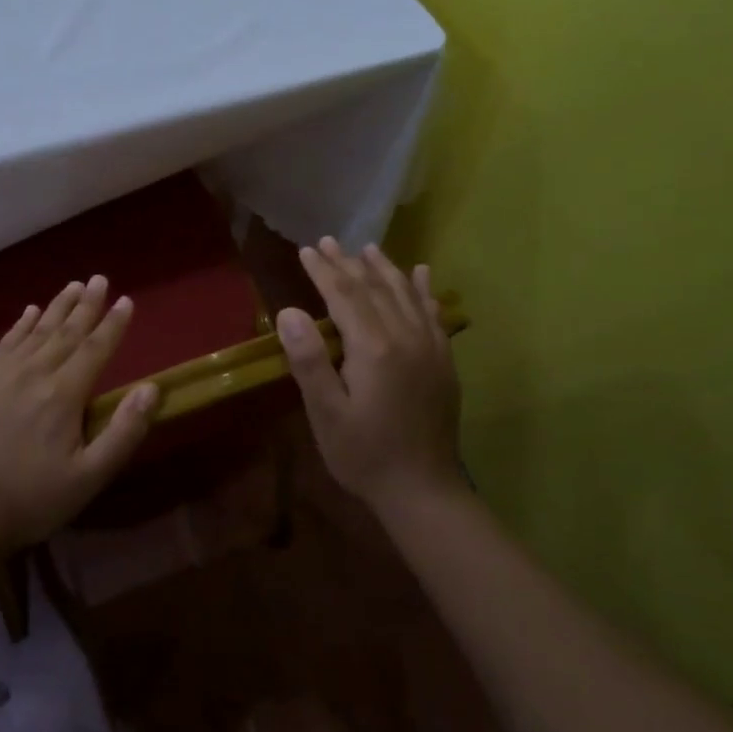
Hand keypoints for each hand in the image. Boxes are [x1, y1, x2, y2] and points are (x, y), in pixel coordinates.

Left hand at [0, 274, 158, 554]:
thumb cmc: (32, 501)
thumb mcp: (88, 479)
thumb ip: (122, 433)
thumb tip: (151, 389)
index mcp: (62, 396)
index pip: (95, 349)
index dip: (113, 325)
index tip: (127, 300)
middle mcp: (32, 374)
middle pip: (65, 332)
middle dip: (86, 305)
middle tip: (100, 279)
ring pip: (35, 332)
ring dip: (56, 307)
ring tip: (73, 285)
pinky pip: (4, 343)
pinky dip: (20, 325)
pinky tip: (28, 312)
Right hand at [275, 239, 462, 507]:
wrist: (422, 490)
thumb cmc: (363, 454)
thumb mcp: (325, 412)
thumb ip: (309, 360)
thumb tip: (289, 311)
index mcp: (374, 347)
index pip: (344, 295)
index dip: (324, 270)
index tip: (307, 250)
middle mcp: (406, 337)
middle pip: (374, 288)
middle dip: (349, 263)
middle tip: (328, 241)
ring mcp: (430, 347)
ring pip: (406, 294)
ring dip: (385, 268)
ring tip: (368, 248)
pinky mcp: (444, 361)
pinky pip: (433, 314)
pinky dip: (424, 290)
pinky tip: (420, 274)